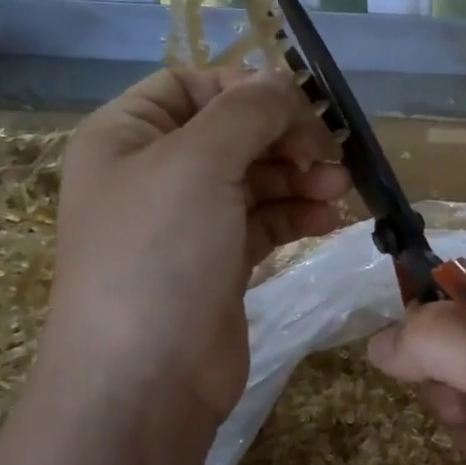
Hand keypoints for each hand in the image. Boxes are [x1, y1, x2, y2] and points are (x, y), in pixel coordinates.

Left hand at [43, 68, 348, 424]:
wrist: (144, 381)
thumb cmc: (159, 254)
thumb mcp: (198, 162)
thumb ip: (247, 111)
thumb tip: (284, 83)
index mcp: (126, 136)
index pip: (189, 85)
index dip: (245, 88)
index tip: (299, 105)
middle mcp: (154, 173)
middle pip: (231, 132)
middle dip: (285, 138)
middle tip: (331, 153)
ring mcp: (188, 222)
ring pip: (256, 178)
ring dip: (300, 178)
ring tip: (339, 189)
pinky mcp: (220, 262)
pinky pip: (265, 221)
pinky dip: (297, 215)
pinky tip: (329, 221)